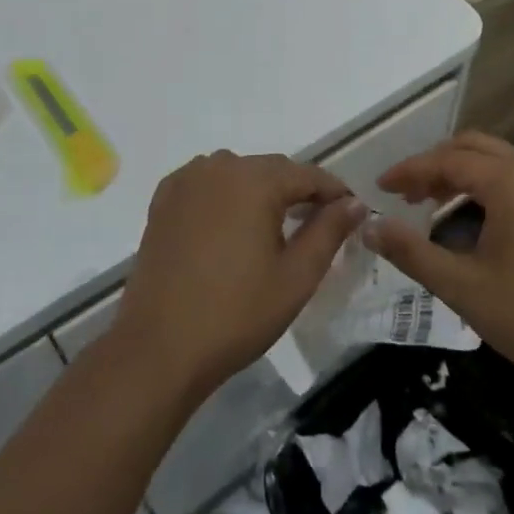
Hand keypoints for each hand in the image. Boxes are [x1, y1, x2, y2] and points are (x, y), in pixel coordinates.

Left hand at [114, 152, 363, 398]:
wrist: (160, 346)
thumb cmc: (237, 313)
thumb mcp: (296, 276)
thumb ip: (329, 232)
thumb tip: (354, 202)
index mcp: (255, 180)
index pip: (307, 174)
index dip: (333, 192)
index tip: (351, 212)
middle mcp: (219, 166)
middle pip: (271, 169)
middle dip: (297, 191)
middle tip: (317, 223)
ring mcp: (186, 180)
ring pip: (238, 173)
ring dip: (259, 191)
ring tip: (273, 227)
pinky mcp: (164, 200)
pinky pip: (206, 183)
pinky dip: (225, 195)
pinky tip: (230, 224)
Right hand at [365, 132, 513, 387]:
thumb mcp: (463, 287)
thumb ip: (412, 253)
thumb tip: (371, 228)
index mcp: (511, 182)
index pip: (448, 160)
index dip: (409, 171)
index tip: (380, 187)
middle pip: (474, 147)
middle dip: (435, 164)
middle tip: (406, 192)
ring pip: (498, 163)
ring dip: (461, 176)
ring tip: (431, 207)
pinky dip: (486, 189)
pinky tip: (471, 224)